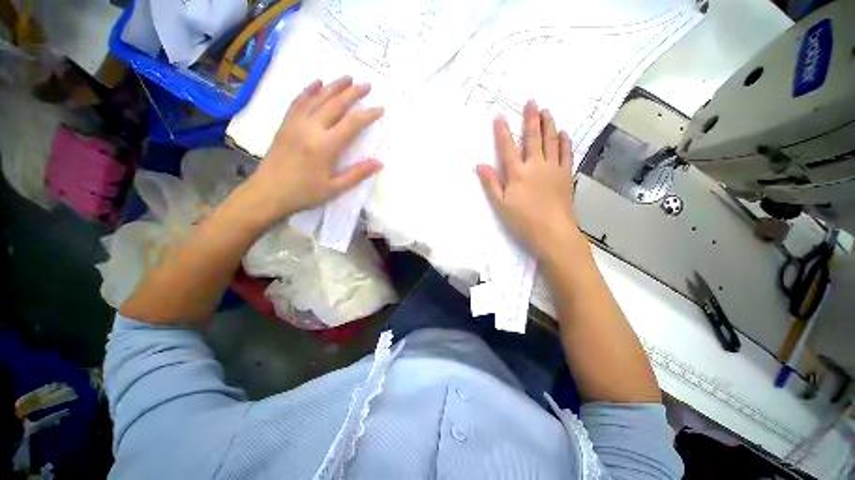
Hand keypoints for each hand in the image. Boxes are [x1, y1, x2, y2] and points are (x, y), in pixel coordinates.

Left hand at [237, 76, 383, 225]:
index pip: (351, 124)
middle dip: (353, 93)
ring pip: (317, 98)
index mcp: (325, 146)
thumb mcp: (335, 188)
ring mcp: (296, 123)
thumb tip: (379, 162)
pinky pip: (299, 101)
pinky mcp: (286, 123)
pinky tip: (318, 82)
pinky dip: (309, 89)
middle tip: (367, 84)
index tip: (380, 108)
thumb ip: (358, 174)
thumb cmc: (304, 193)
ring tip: (348, 77)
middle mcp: (311, 128)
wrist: (268, 192)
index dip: (367, 115)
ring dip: (334, 86)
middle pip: (335, 104)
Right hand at [476, 100, 580, 257]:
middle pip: (533, 138)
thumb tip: (479, 165)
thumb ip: (491, 183)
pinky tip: (564, 133)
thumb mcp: (501, 205)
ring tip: (547, 111)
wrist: (553, 233)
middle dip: (531, 119)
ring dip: (549, 124)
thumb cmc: (523, 221)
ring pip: (551, 141)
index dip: (502, 131)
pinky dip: (565, 141)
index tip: (500, 116)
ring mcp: (553, 169)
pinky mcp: (566, 176)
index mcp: (517, 173)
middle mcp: (536, 165)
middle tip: (531, 101)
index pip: (507, 148)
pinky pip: (566, 153)